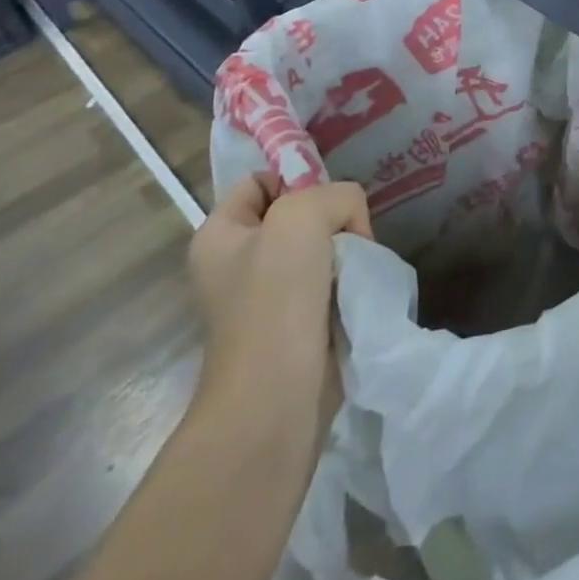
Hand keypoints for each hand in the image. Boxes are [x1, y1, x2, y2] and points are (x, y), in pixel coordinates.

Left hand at [189, 173, 371, 414]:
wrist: (276, 399)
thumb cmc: (275, 301)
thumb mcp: (302, 217)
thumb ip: (335, 195)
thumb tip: (352, 226)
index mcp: (219, 234)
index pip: (263, 180)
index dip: (298, 180)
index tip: (328, 203)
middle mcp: (237, 262)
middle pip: (298, 215)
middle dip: (332, 221)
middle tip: (351, 239)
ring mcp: (266, 298)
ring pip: (320, 249)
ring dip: (346, 255)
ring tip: (358, 270)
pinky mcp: (294, 326)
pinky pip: (329, 284)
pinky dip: (349, 283)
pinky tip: (358, 293)